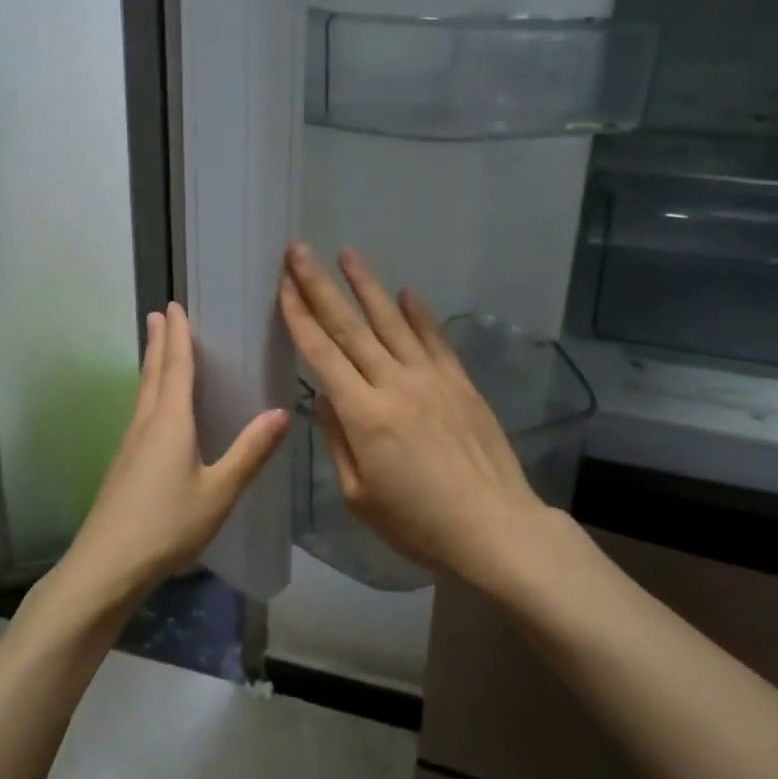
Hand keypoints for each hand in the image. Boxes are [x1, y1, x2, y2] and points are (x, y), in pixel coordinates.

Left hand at [63, 303, 289, 597]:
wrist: (106, 568)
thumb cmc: (167, 526)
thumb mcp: (219, 492)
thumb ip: (250, 452)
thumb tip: (282, 411)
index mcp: (170, 423)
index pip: (175, 368)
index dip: (178, 337)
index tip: (174, 306)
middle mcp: (146, 425)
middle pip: (153, 374)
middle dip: (159, 343)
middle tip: (159, 314)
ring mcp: (129, 447)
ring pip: (143, 394)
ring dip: (151, 366)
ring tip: (156, 350)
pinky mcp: (123, 467)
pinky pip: (140, 415)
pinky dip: (150, 395)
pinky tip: (154, 412)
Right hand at [277, 242, 549, 586]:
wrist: (494, 527)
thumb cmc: (418, 523)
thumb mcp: (360, 496)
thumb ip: (338, 442)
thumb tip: (324, 399)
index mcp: (363, 415)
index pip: (322, 354)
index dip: (299, 317)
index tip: (282, 285)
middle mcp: (394, 384)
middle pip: (350, 327)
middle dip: (320, 286)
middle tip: (299, 251)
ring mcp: (432, 379)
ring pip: (392, 322)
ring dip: (367, 285)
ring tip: (348, 252)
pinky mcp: (461, 383)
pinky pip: (435, 340)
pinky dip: (419, 314)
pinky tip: (406, 292)